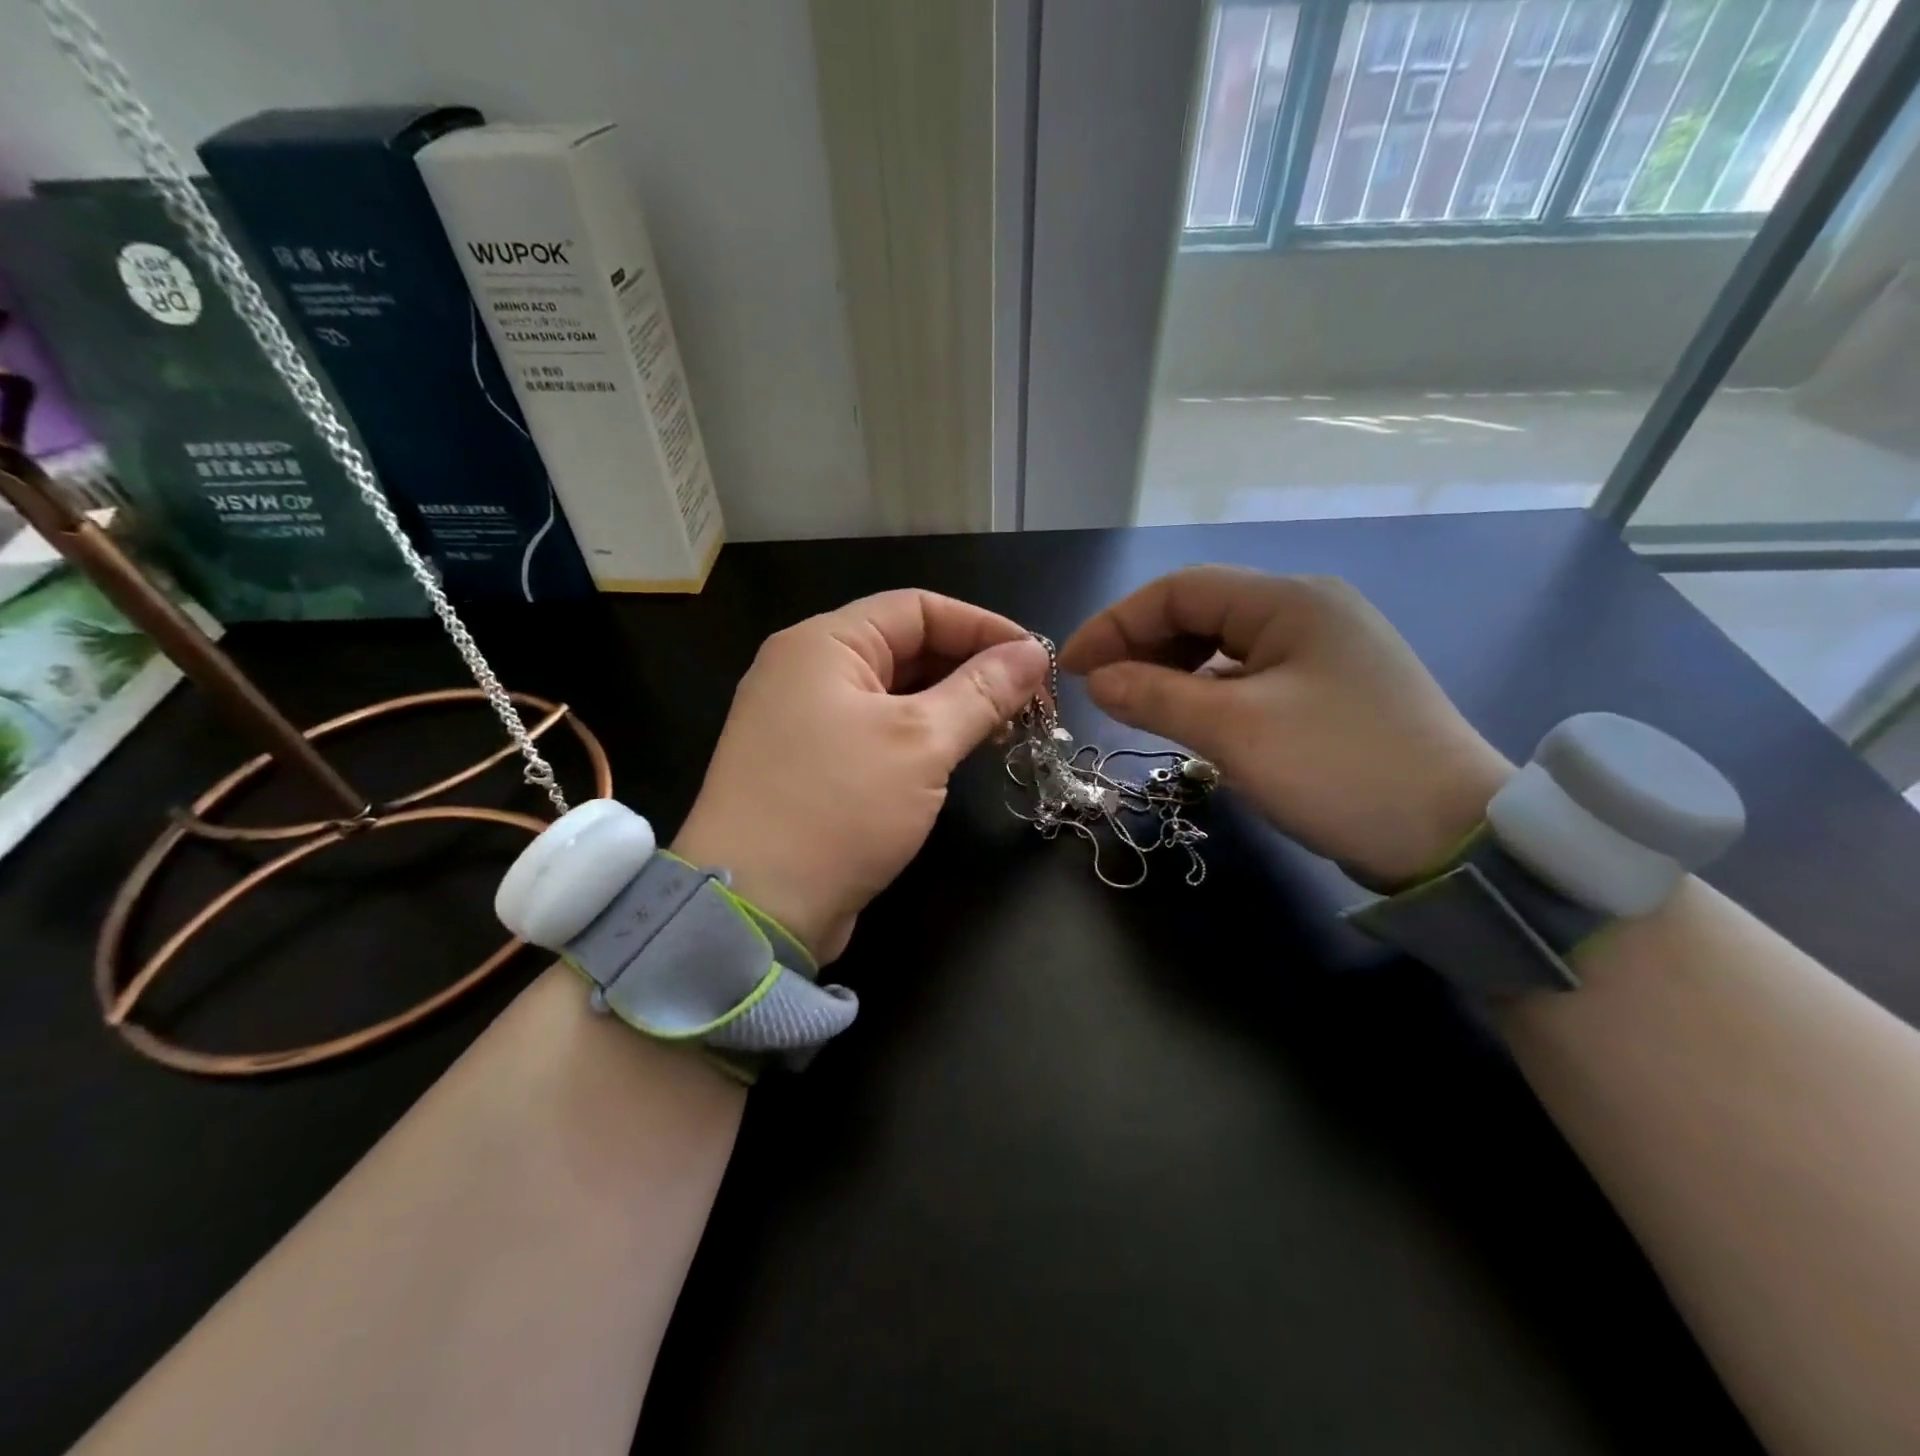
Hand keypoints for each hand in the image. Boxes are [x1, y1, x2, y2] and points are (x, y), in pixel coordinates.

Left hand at [673, 590, 1049, 961]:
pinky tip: (961, 755)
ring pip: (895, 693)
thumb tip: (1034, 653)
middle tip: (1030, 703)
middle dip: (972, 669)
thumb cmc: (838, 808)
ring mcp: (805, 720)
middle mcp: (809, 671)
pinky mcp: (812, 764)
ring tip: (1006, 730)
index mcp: (824, 644)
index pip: (918, 608)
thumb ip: (982, 691)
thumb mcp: (920, 743)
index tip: (1037, 660)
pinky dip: (923, 736)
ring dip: (952, 705)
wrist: (754, 908)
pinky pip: (878, 731)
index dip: (983, 627)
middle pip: (907, 647)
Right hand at [1058, 567, 1512, 888]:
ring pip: (1225, 647)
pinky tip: (1191, 721)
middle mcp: (1309, 611)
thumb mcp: (1235, 731)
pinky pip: (1251, 677)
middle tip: (1100, 691)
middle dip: (1142, 646)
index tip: (1072, 668)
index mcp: (1289, 601)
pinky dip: (1209, 692)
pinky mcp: (1333, 691)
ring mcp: (1326, 651)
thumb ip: (1155, 695)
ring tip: (1137, 706)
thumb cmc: (1339, 769)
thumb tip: (1097, 679)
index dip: (1116, 623)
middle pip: (1202, 613)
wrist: (1454, 837)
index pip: (1180, 590)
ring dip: (1173, 671)